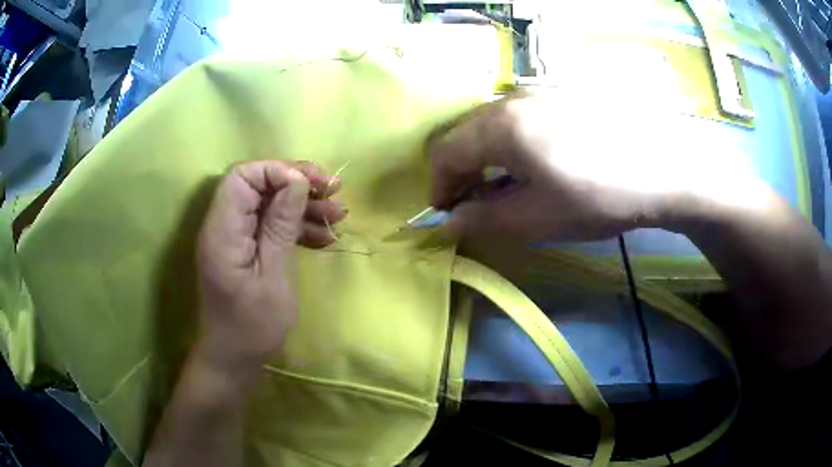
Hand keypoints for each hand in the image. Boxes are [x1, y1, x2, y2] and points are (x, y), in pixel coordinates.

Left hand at [196, 161, 346, 375]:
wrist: (235, 357)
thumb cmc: (253, 326)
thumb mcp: (274, 277)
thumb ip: (281, 225)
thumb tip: (296, 180)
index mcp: (223, 231)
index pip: (242, 176)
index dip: (277, 171)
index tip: (312, 185)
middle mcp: (223, 225)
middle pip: (257, 184)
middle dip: (296, 183)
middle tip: (333, 191)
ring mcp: (234, 236)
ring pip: (268, 202)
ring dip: (302, 205)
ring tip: (339, 216)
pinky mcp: (244, 247)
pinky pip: (270, 224)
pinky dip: (296, 226)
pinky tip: (324, 237)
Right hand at [430, 93, 762, 241]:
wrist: (664, 167)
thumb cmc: (599, 196)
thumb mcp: (536, 218)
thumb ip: (483, 219)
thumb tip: (448, 222)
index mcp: (500, 126)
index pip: (445, 153)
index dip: (438, 187)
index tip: (445, 215)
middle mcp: (512, 99)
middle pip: (465, 134)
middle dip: (460, 171)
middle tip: (472, 204)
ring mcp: (539, 93)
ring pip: (491, 124)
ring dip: (485, 157)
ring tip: (504, 187)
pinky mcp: (561, 96)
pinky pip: (518, 118)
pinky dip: (509, 144)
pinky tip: (533, 163)